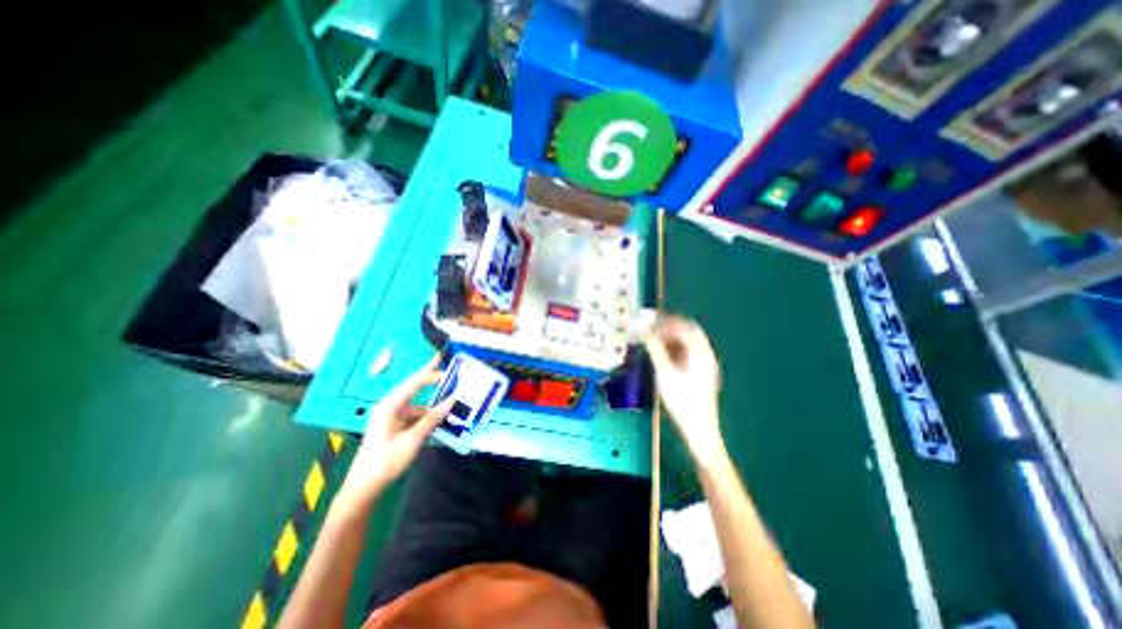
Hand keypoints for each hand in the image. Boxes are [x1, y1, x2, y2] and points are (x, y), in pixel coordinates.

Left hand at [337, 357, 454, 507]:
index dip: (429, 371)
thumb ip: (432, 418)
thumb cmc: (385, 462)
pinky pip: (414, 416)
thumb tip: (451, 400)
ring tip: (451, 405)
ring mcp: (391, 418)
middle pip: (414, 390)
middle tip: (448, 376)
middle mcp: (389, 407)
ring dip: (432, 407)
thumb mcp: (412, 440)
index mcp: (389, 406)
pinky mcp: (394, 427)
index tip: (441, 360)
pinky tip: (439, 421)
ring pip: (417, 406)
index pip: (413, 383)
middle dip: (431, 383)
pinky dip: (426, 417)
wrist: (363, 488)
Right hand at [645, 317, 721, 460]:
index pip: (686, 327)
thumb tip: (645, 330)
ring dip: (671, 338)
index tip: (650, 319)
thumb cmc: (682, 401)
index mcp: (700, 353)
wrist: (699, 429)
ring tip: (652, 339)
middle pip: (688, 333)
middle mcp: (705, 355)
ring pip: (688, 343)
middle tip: (650, 327)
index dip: (668, 321)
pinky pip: (687, 353)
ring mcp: (704, 365)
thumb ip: (656, 349)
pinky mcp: (700, 373)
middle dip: (669, 327)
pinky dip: (674, 349)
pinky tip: (661, 354)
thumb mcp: (665, 373)